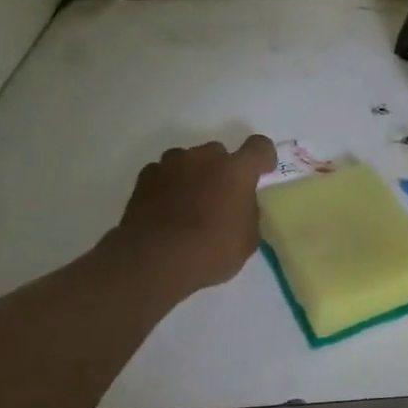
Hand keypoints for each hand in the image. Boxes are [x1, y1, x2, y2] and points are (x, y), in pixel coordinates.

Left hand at [103, 136, 276, 301]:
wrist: (155, 260)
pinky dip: (167, 186)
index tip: (262, 173)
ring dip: (193, 174)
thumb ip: (248, 213)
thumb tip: (240, 206)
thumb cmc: (212, 250)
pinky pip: (162, 174)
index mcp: (237, 170)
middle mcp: (204, 158)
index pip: (259, 147)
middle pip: (219, 152)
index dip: (263, 158)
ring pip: (187, 160)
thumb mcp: (247, 238)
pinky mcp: (144, 179)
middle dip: (222, 169)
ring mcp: (171, 165)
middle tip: (221, 197)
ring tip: (189, 202)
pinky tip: (166, 209)